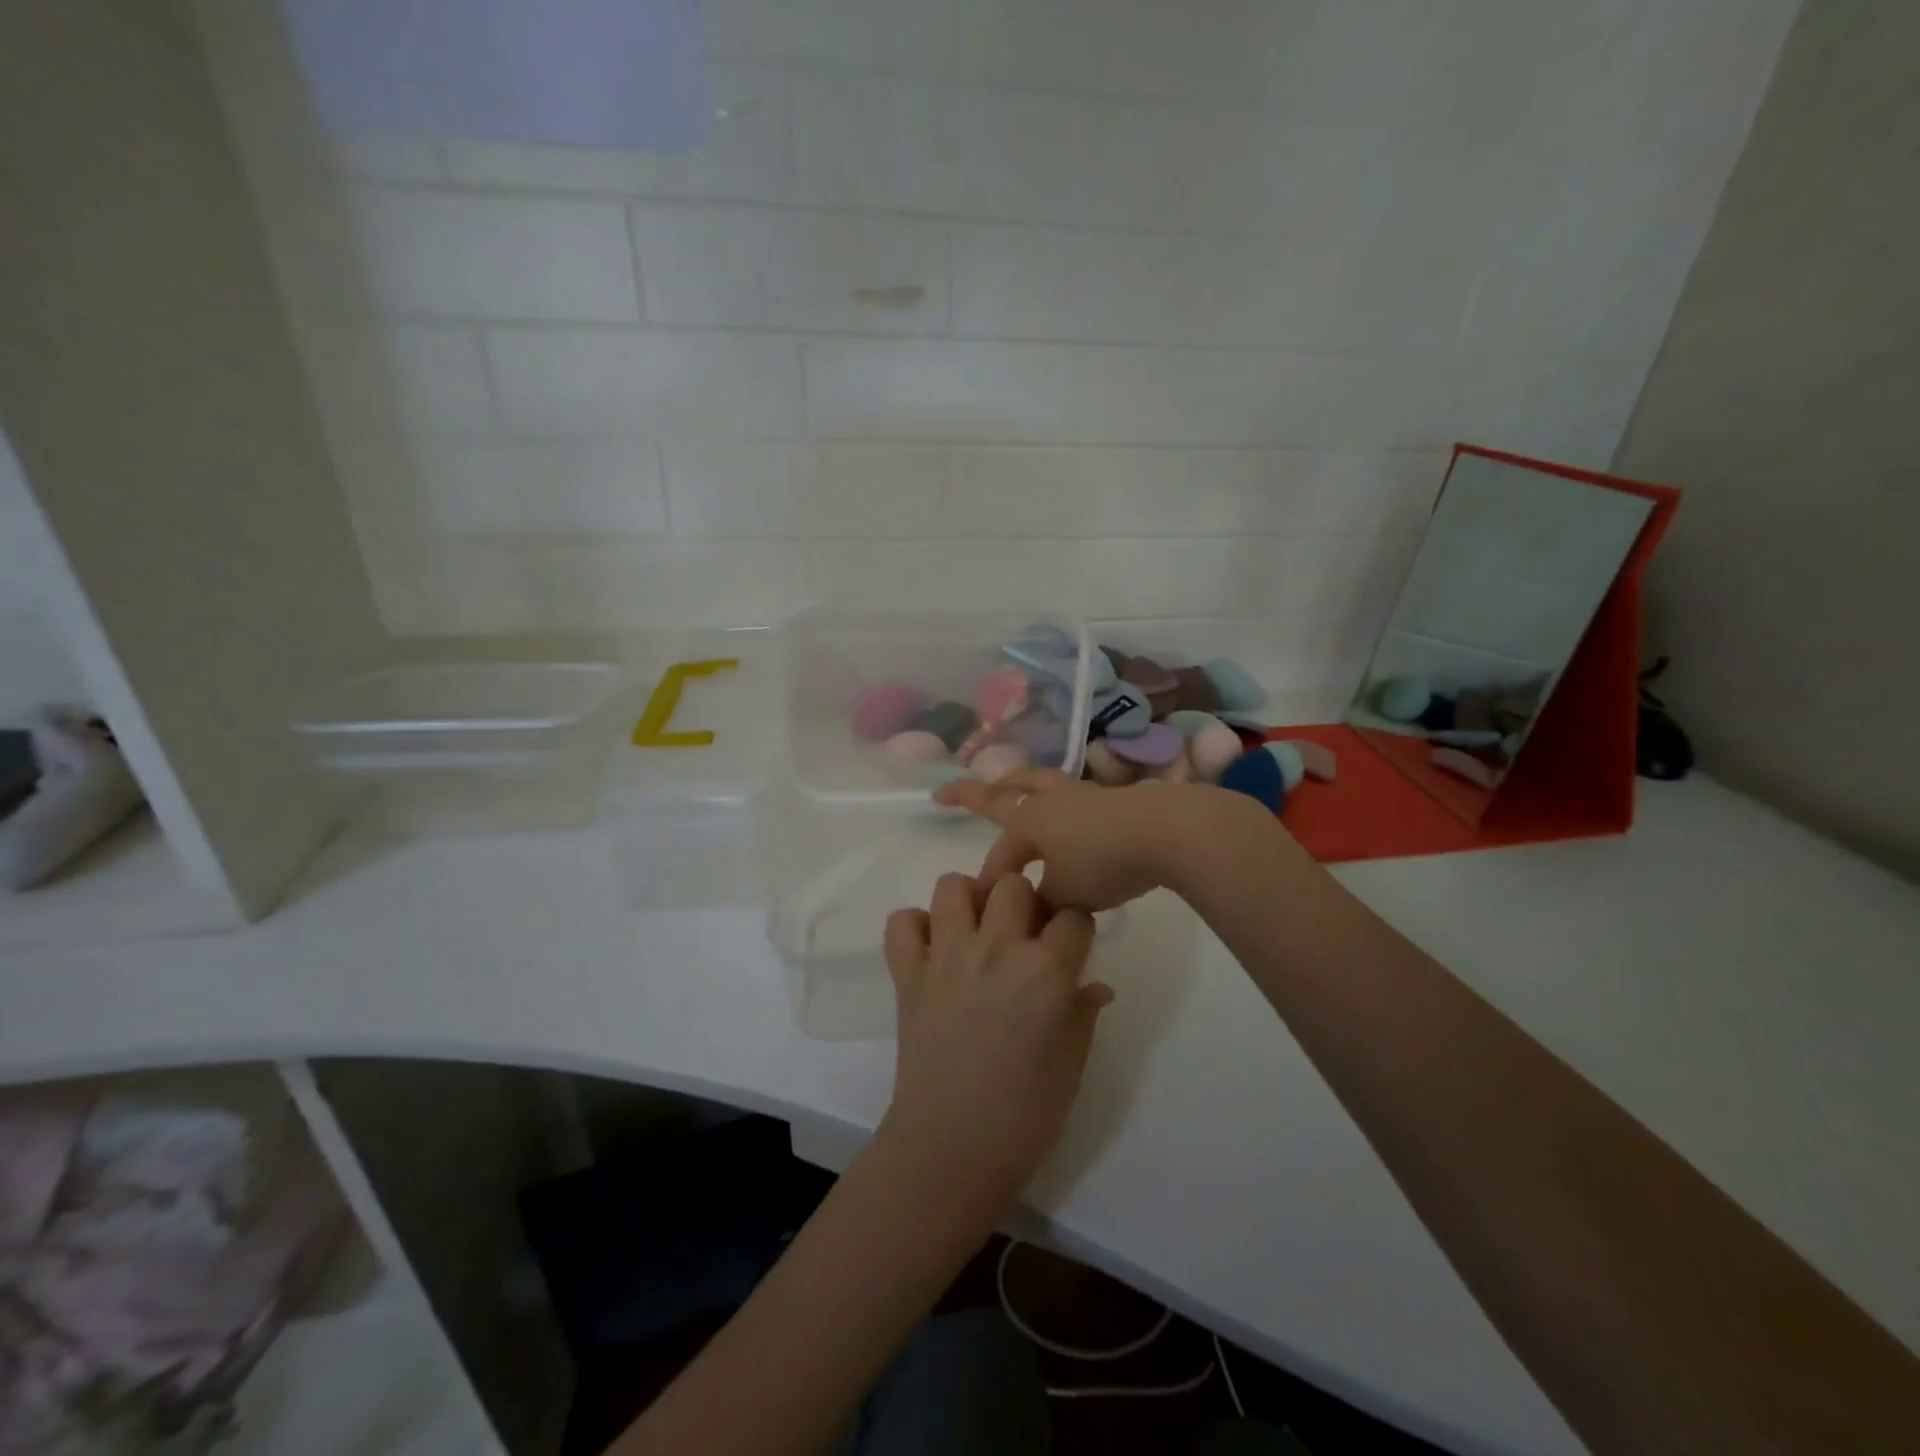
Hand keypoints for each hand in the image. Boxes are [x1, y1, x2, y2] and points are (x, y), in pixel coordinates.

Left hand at [879, 872, 1111, 1213]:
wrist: (952, 1148)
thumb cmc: (1025, 1115)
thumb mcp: (1072, 1065)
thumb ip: (1083, 1013)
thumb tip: (1094, 986)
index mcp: (1047, 971)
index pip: (1073, 914)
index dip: (1075, 926)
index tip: (1070, 944)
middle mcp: (997, 949)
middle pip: (1013, 884)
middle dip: (1024, 901)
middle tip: (1022, 934)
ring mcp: (947, 957)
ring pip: (953, 886)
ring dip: (968, 901)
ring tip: (975, 931)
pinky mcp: (908, 974)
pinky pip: (902, 923)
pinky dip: (915, 928)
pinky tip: (932, 951)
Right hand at [934, 769, 1201, 910]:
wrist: (1165, 832)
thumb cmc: (1105, 862)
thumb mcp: (1066, 895)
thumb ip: (1042, 905)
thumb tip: (1034, 912)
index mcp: (1029, 821)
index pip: (1000, 855)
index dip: (990, 881)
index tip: (986, 907)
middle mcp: (1049, 801)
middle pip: (1003, 791)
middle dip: (971, 794)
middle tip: (946, 793)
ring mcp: (1080, 794)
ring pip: (1038, 781)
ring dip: (1016, 782)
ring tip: (1007, 782)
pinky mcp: (1109, 797)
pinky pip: (1068, 794)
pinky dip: (1054, 799)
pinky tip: (1063, 810)